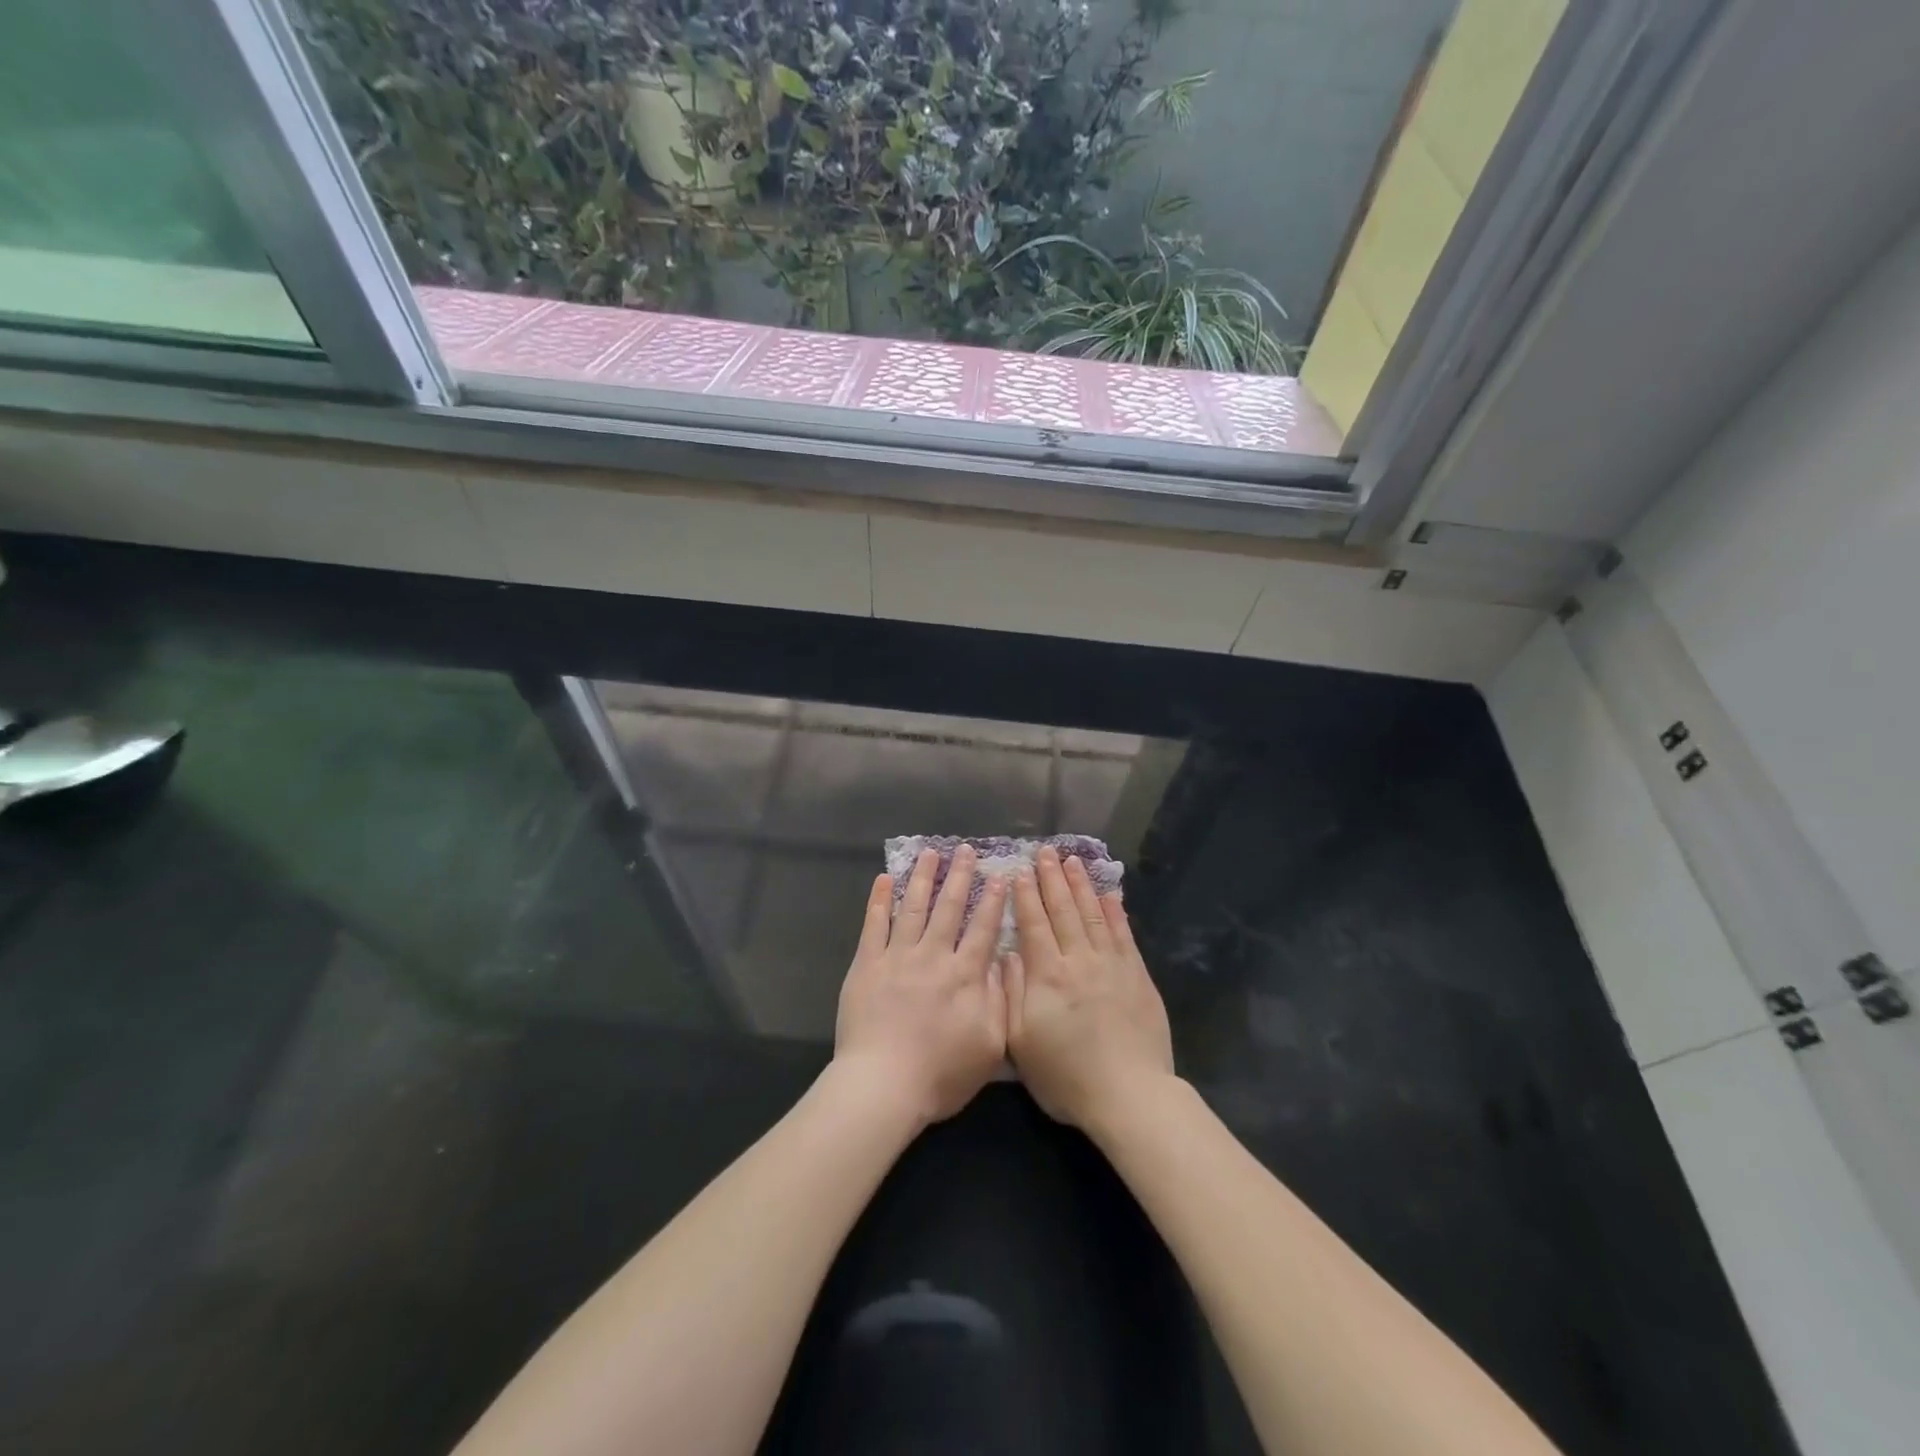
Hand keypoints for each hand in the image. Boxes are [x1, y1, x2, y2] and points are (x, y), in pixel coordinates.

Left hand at [834, 845, 1008, 1129]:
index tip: (1000, 875)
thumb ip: (999, 999)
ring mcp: (897, 957)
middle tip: (965, 850)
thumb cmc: (941, 1074)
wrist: (883, 1085)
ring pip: (913, 907)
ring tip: (929, 853)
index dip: (993, 901)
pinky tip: (885, 879)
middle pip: (949, 908)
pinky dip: (880, 900)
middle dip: (959, 876)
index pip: (984, 928)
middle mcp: (933, 956)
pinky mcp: (867, 965)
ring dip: (923, 878)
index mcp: (965, 975)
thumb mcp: (990, 1045)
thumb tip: (1002, 961)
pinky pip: (874, 925)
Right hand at [1005, 846, 1173, 1132]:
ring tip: (1072, 861)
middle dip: (1052, 879)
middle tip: (1045, 852)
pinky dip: (1115, 911)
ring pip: (1093, 914)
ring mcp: (1112, 965)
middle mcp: (1079, 960)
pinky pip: (1124, 934)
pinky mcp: (1137, 975)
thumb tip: (1008, 954)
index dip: (1025, 896)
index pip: (1034, 925)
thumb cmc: (1066, 1076)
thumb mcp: (1021, 1044)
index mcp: (1047, 975)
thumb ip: (1012, 994)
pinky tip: (1109, 894)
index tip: (1018, 871)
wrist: (1129, 1095)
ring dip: (1081, 886)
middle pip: (1063, 910)